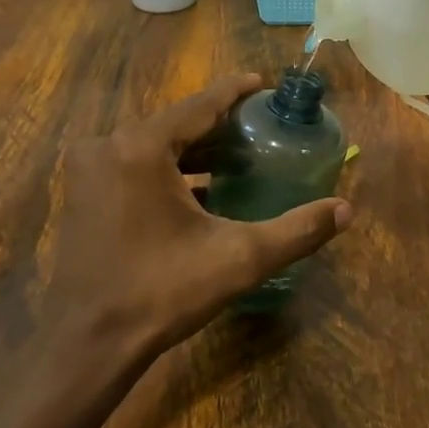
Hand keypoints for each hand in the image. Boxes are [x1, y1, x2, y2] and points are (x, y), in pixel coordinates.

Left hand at [44, 74, 352, 361]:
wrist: (88, 344)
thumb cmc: (161, 293)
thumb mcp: (237, 259)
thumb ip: (295, 231)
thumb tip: (346, 210)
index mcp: (142, 147)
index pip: (201, 105)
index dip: (235, 92)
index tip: (264, 83)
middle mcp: (108, 145)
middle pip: (176, 122)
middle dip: (218, 124)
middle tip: (259, 127)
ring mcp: (88, 168)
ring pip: (154, 144)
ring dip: (193, 148)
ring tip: (237, 154)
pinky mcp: (82, 191)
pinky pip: (134, 163)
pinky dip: (167, 169)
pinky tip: (199, 187)